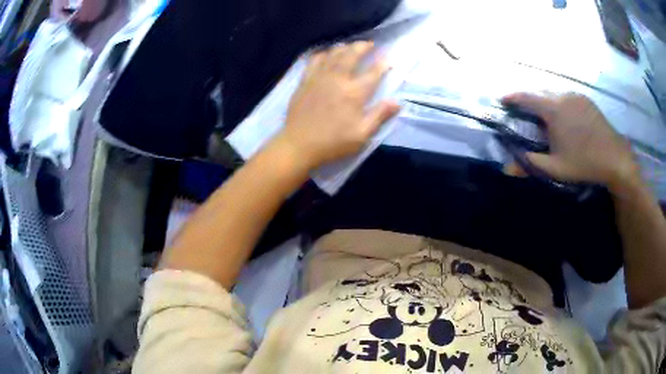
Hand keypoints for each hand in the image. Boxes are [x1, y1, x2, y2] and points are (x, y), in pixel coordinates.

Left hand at [275, 41, 400, 170]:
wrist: (299, 144)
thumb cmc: (333, 142)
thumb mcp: (362, 134)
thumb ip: (380, 115)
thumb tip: (397, 102)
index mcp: (354, 93)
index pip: (373, 73)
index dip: (383, 64)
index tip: (389, 58)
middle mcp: (338, 79)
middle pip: (352, 55)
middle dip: (363, 47)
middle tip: (370, 44)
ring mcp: (319, 77)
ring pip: (333, 54)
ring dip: (344, 47)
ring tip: (350, 46)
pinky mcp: (305, 80)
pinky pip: (314, 60)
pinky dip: (323, 54)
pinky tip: (326, 54)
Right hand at [502, 92, 639, 189]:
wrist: (615, 158)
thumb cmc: (584, 162)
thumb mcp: (556, 168)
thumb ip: (531, 164)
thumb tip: (507, 169)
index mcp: (553, 109)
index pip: (526, 97)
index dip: (512, 97)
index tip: (502, 99)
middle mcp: (562, 96)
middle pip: (539, 91)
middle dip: (529, 99)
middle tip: (524, 111)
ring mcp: (576, 95)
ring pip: (553, 92)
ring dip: (545, 100)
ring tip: (544, 115)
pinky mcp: (586, 100)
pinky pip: (566, 96)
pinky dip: (558, 102)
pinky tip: (563, 116)